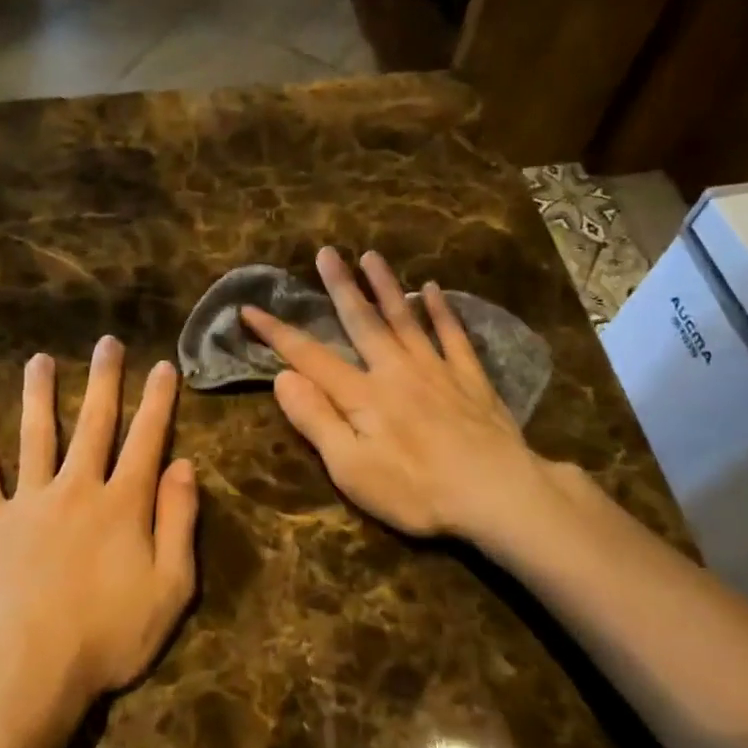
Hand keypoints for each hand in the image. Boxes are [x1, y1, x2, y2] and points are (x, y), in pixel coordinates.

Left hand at [0, 338, 198, 715]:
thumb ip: (179, 522)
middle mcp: (77, 488)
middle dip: (104, 380)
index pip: (146, 440)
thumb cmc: (108, 636)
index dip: (157, 401)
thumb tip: (185, 465)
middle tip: (107, 343)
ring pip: (36, 435)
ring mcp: (28, 502)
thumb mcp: (171, 588)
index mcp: (123, 503)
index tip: (162, 366)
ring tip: (40, 359)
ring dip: (40, 394)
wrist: (27, 672)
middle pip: (94, 423)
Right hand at [241, 247, 560, 542]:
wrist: (497, 493)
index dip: (277, 333)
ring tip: (371, 256)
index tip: (250, 309)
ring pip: (405, 319)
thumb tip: (283, 377)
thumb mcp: (352, 468)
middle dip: (340, 287)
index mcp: (363, 395)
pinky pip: (453, 335)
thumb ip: (317, 420)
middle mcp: (396, 370)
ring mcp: (437, 370)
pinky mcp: (470, 380)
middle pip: (362, 322)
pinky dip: (442, 311)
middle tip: (326, 253)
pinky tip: (434, 290)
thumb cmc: (417, 491)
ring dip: (386, 286)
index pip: (310, 356)